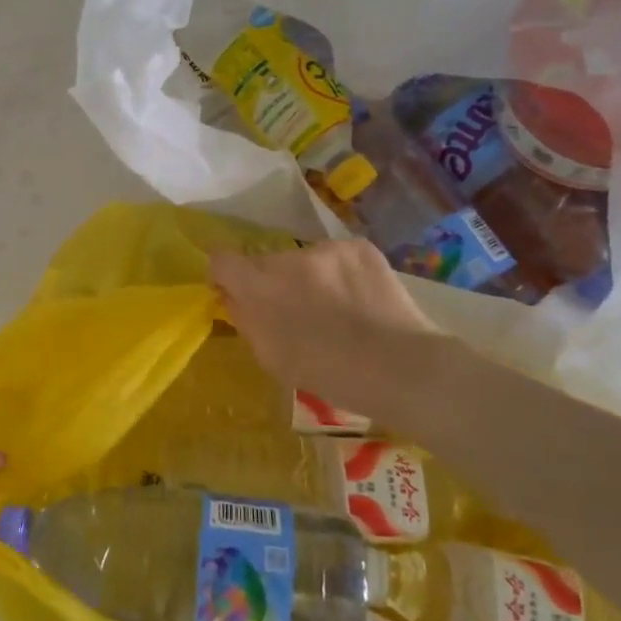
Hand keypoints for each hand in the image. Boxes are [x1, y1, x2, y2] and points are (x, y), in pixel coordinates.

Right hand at [210, 240, 437, 420]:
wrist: (399, 367)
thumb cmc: (328, 373)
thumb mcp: (270, 357)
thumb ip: (245, 319)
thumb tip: (233, 297)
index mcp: (259, 286)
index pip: (221, 260)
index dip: (224, 276)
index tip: (235, 292)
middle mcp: (287, 258)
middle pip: (266, 262)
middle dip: (272, 282)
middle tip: (295, 311)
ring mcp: (326, 249)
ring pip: (303, 260)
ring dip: (308, 277)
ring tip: (335, 309)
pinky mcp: (359, 247)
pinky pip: (336, 258)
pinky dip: (341, 274)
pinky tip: (359, 300)